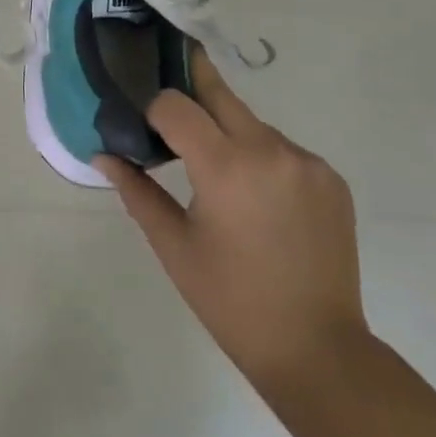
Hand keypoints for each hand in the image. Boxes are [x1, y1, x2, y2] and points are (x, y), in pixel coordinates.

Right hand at [100, 49, 369, 402]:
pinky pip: (283, 149)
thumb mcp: (174, 246)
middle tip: (165, 94)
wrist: (316, 348)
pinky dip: (261, 157)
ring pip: (251, 123)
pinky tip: (256, 196)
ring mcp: (306, 162)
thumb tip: (104, 156)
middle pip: (219, 94)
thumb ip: (137, 191)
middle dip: (189, 88)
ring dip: (226, 131)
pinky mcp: (331, 178)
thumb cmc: (230, 300)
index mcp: (226, 166)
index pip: (175, 104)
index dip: (152, 107)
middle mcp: (270, 150)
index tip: (140, 120)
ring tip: (215, 173)